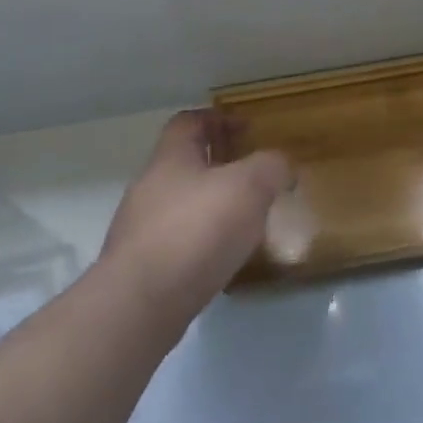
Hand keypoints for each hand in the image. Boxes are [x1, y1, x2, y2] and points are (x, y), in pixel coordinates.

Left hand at [99, 111, 291, 322]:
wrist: (141, 303)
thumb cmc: (196, 230)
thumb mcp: (249, 187)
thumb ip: (270, 167)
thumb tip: (281, 165)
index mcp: (171, 158)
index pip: (189, 122)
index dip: (218, 118)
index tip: (247, 128)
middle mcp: (150, 186)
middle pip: (185, 163)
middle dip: (219, 164)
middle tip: (255, 174)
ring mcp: (142, 227)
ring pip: (182, 202)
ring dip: (212, 204)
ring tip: (247, 218)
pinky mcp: (144, 265)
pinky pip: (179, 239)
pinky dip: (203, 239)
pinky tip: (226, 255)